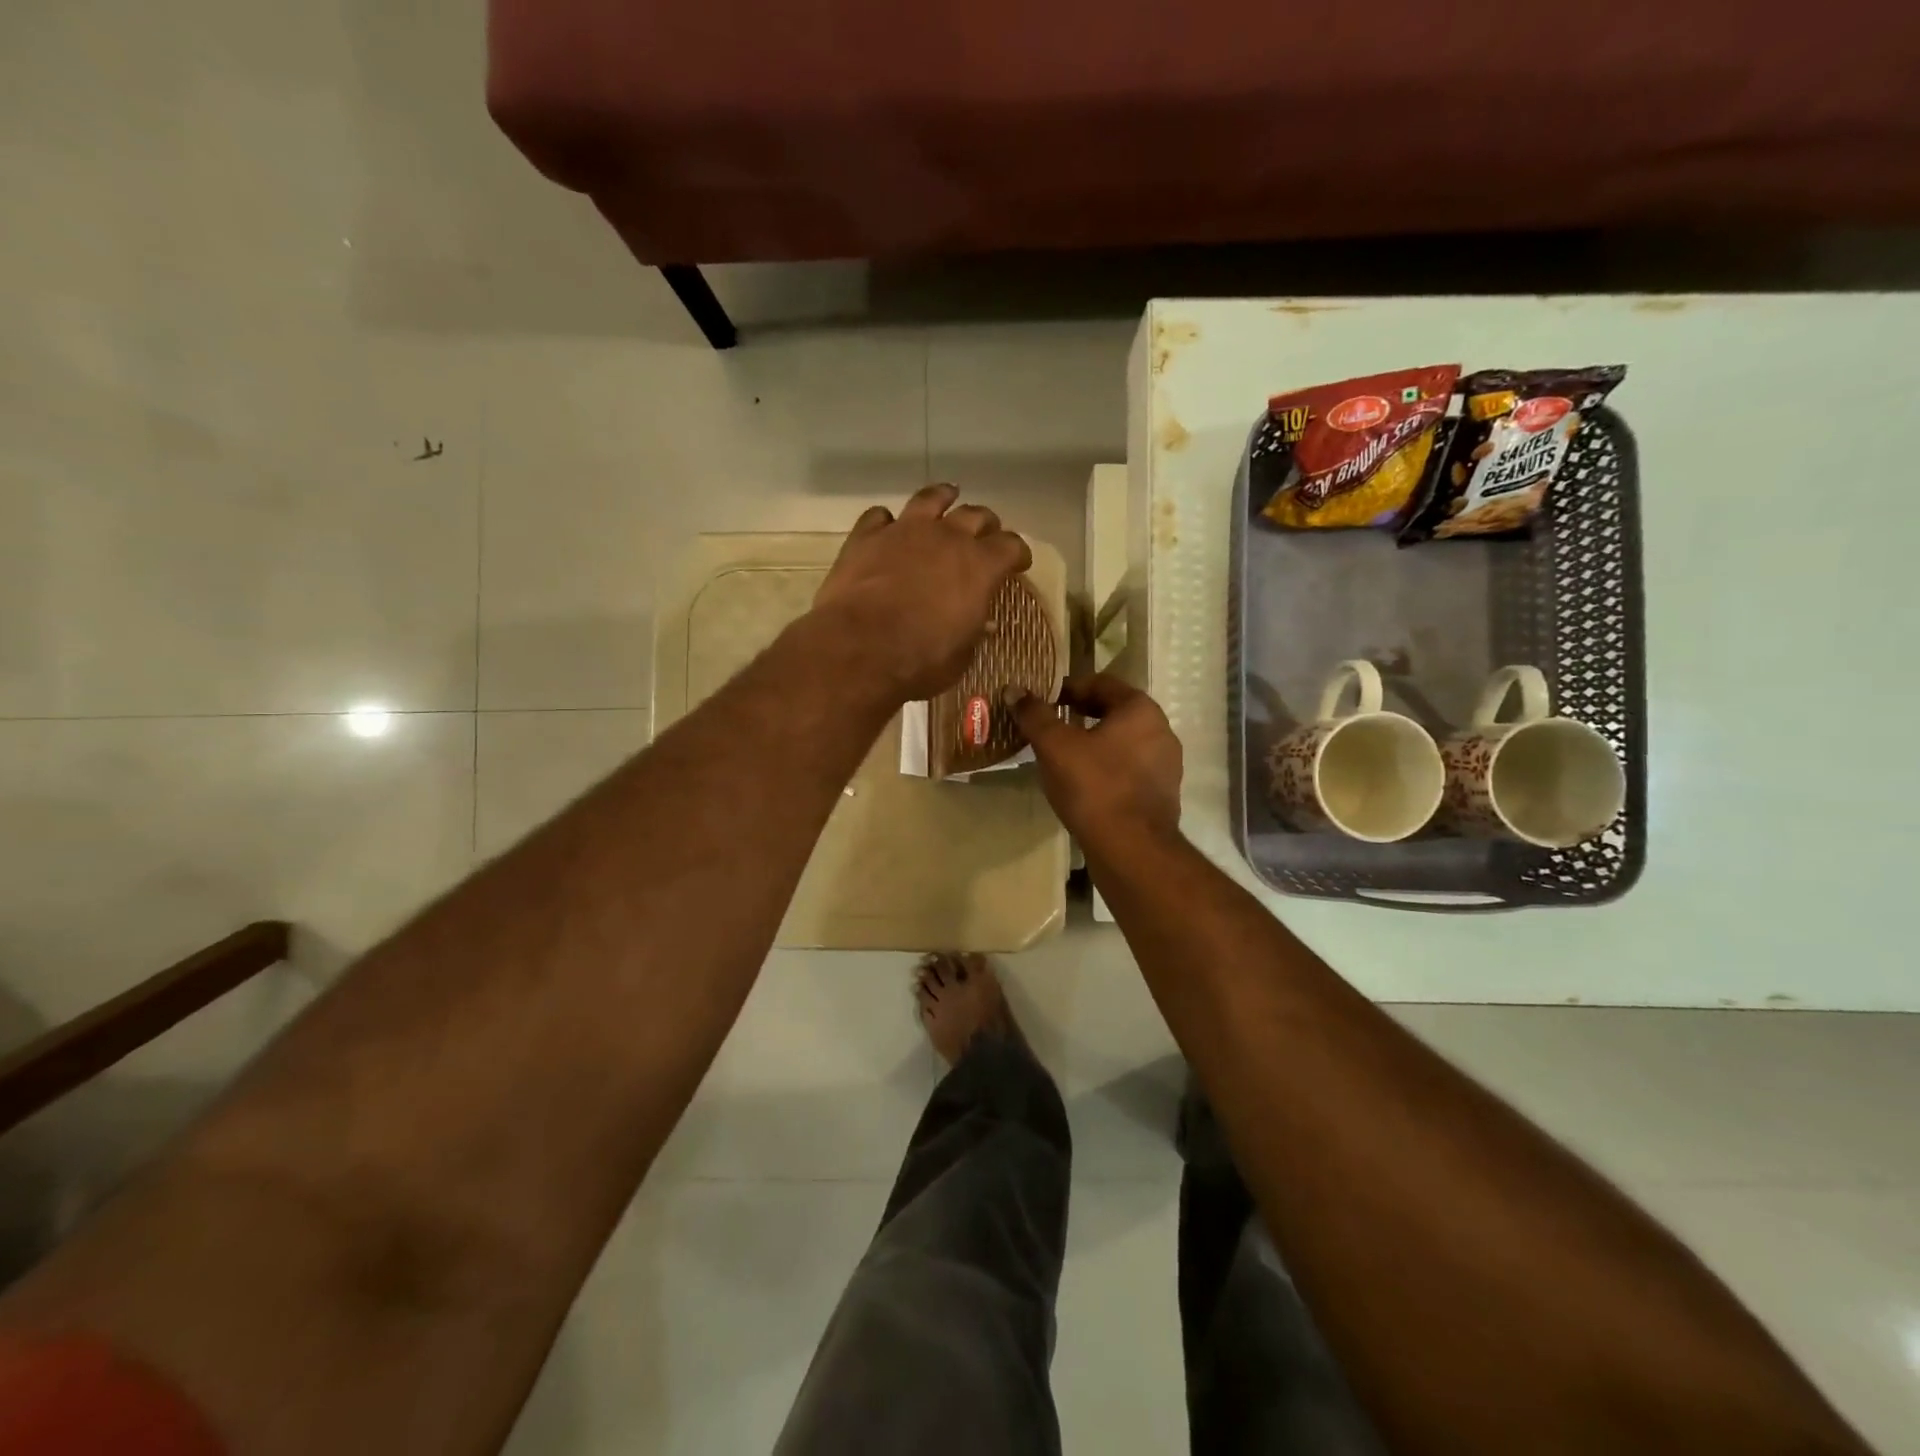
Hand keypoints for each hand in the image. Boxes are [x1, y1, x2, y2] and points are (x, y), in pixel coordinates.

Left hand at [812, 484, 1032, 701]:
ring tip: (947, 497)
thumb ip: (972, 632)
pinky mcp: (867, 536)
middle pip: (975, 515)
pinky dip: (887, 521)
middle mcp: (947, 538)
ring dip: (942, 497)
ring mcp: (904, 531)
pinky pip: (880, 516)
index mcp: (980, 567)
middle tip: (985, 533)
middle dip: (985, 524)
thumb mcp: (961, 656)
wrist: (859, 648)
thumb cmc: (920, 660)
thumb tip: (979, 623)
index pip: (1010, 546)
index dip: (1017, 553)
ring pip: (930, 498)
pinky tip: (887, 528)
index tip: (1018, 563)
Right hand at [1007, 673, 1182, 846]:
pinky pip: (1128, 770)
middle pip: (1113, 712)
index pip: (1101, 683)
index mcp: (1140, 710)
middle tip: (1048, 726)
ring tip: (1061, 756)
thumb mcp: (1055, 746)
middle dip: (1079, 715)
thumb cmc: (1094, 787)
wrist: (1131, 850)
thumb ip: (1035, 715)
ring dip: (1092, 743)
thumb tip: (1014, 690)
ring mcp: (1165, 765)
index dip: (1068, 687)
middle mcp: (1160, 731)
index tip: (1042, 700)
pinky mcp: (1161, 795)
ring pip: (1121, 743)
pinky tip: (1082, 785)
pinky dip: (1105, 769)